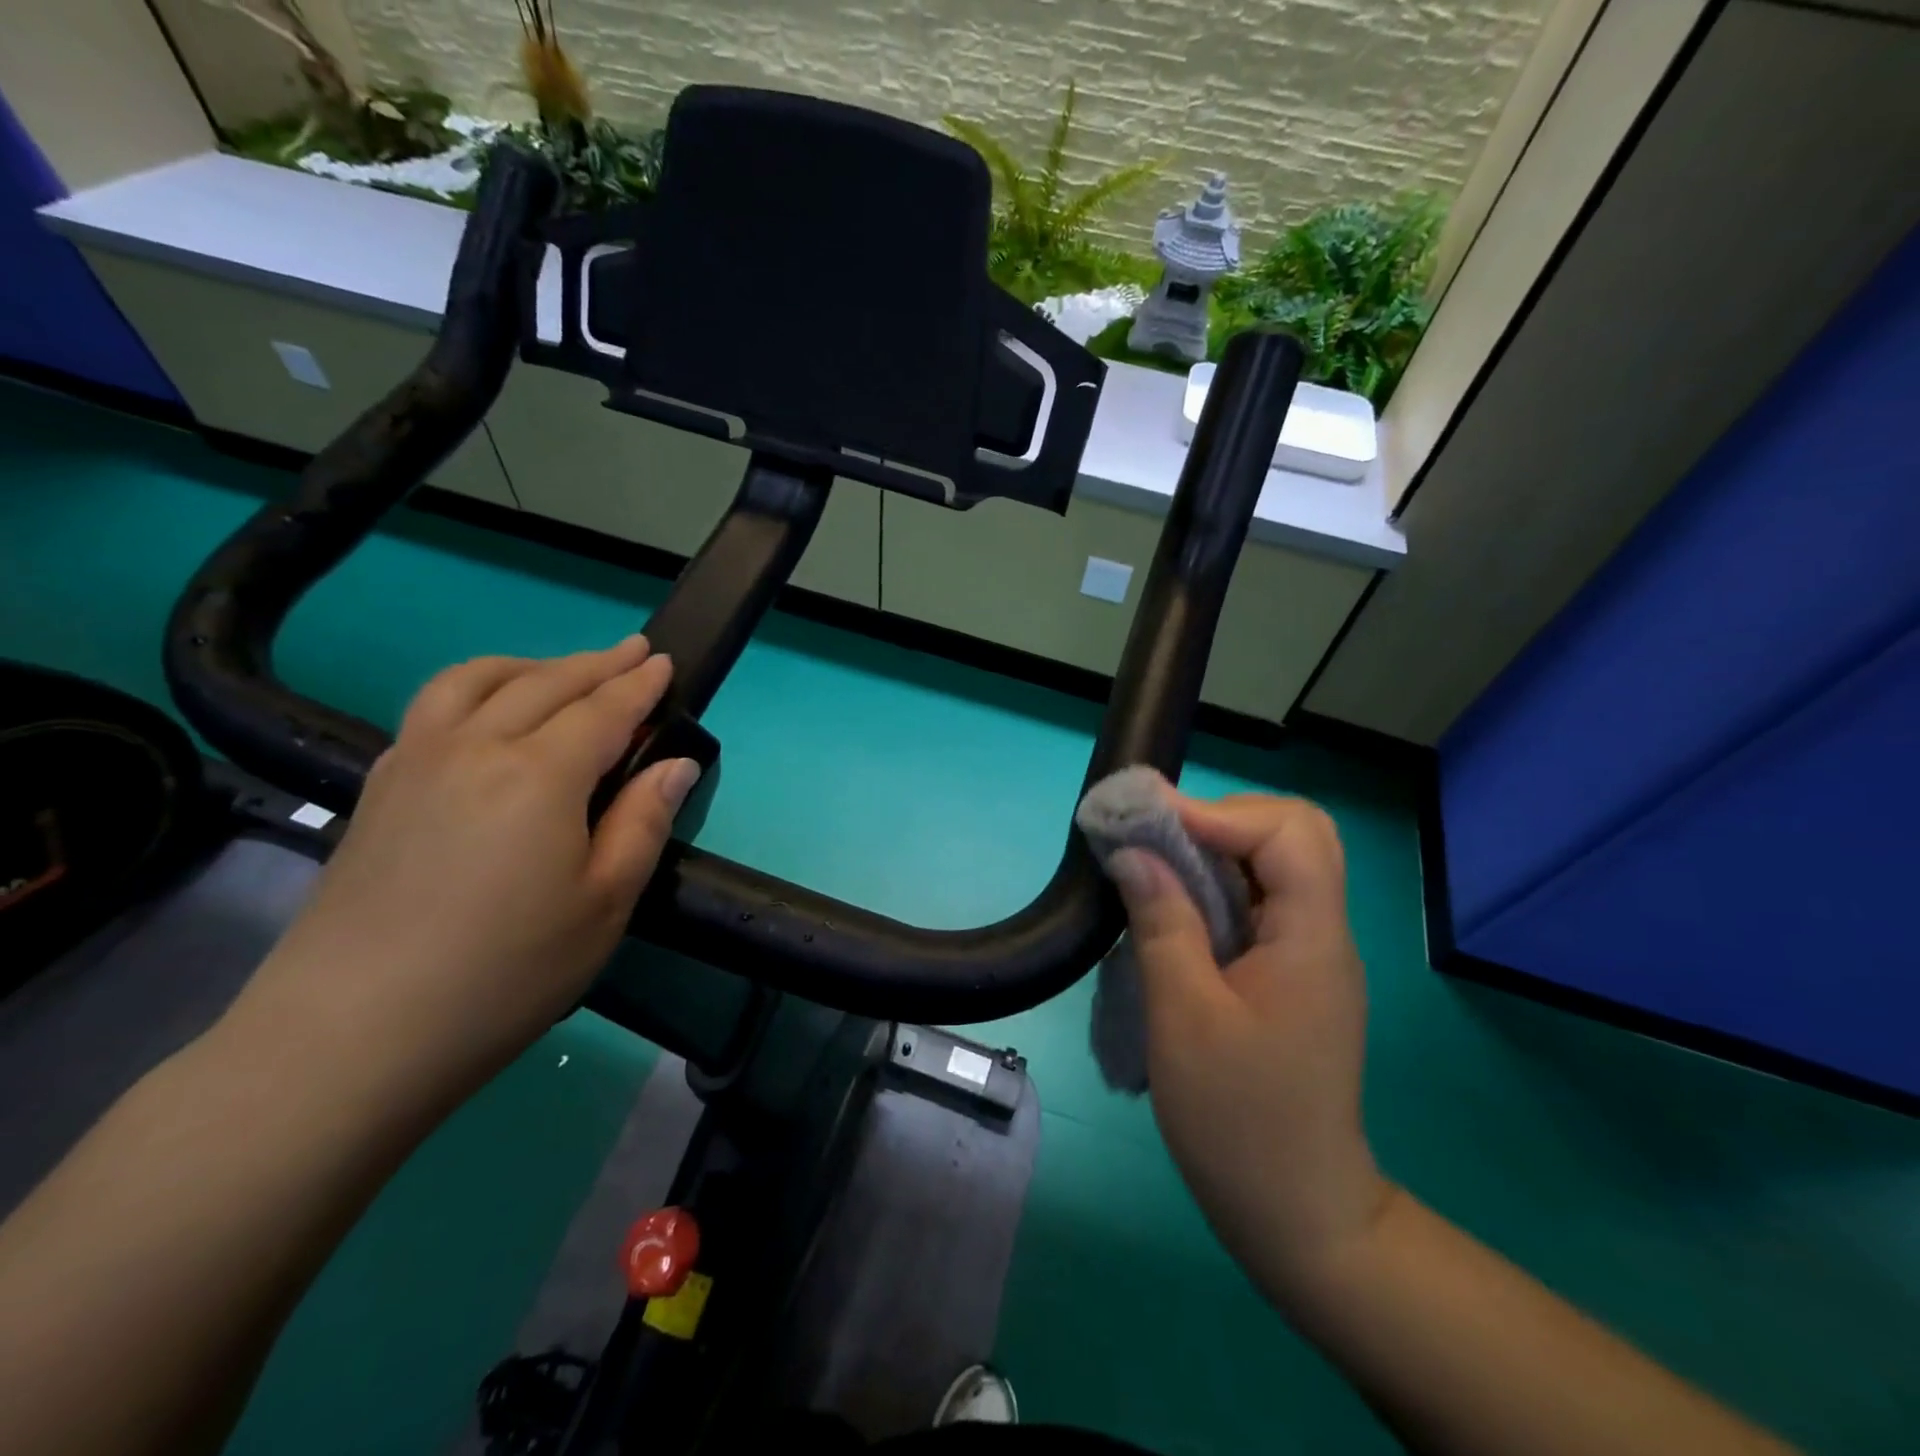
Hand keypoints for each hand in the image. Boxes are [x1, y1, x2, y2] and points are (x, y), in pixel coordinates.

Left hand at [226, 636, 699, 1111]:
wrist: (352, 1033)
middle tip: (633, 650)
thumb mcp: (605, 903)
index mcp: (540, 775)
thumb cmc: (506, 972)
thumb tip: (676, 764)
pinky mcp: (379, 788)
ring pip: (476, 680)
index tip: (665, 662)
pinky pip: (432, 707)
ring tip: (562, 670)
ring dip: (531, 665)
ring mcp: (416, 762)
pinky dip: (476, 687)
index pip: (603, 710)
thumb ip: (643, 821)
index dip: (639, 685)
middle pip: (546, 684)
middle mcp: (476, 747)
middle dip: (596, 663)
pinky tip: (488, 712)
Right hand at [1107, 791, 1392, 1303]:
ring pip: (1277, 864)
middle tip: (1158, 835)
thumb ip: (1162, 924)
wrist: (1297, 1213)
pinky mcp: (1288, 973)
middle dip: (1222, 819)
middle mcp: (1322, 933)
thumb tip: (1132, 852)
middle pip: (1295, 834)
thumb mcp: (1185, 1018)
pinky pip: (1260, 900)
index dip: (1218, 813)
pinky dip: (1215, 884)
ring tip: (1152, 858)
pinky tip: (1171, 904)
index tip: (1151, 821)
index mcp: (1311, 939)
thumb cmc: (1238, 1120)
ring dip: (1214, 848)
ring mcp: (1308, 953)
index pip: (1289, 834)